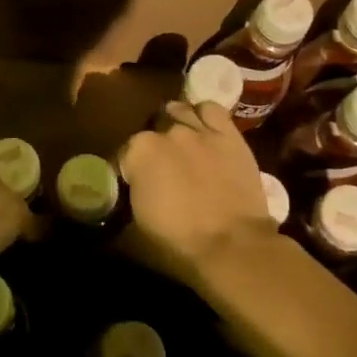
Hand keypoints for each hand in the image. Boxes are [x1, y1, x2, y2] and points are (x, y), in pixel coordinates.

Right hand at [118, 101, 281, 289]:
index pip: (123, 153)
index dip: (127, 170)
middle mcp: (167, 132)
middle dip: (154, 144)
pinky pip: (212, 109)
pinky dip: (204, 115)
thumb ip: (128, 201)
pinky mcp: (228, 134)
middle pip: (153, 128)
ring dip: (176, 123)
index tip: (133, 186)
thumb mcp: (136, 230)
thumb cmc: (178, 244)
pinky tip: (205, 129)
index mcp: (138, 152)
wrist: (232, 247)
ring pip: (180, 110)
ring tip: (182, 143)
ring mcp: (199, 130)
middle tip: (161, 167)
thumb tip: (127, 197)